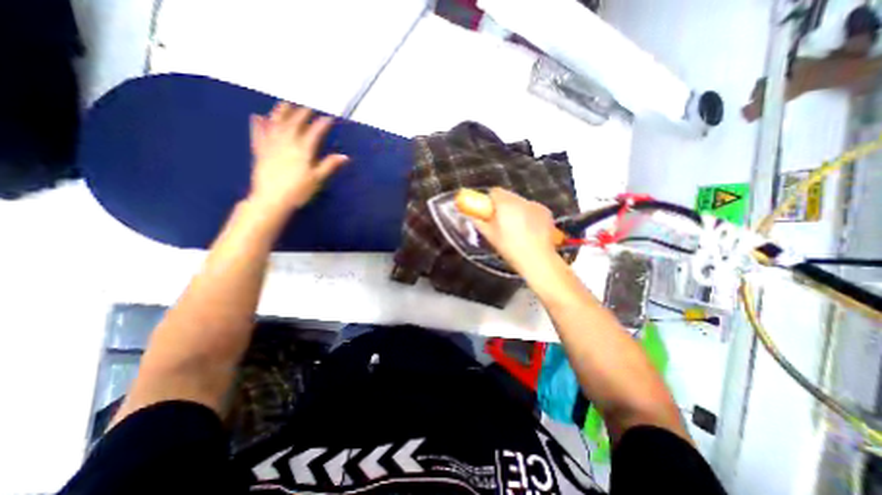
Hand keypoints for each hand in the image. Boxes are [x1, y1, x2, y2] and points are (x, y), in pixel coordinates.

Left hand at [246, 103, 348, 211]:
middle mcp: (286, 143)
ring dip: (281, 112)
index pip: (314, 132)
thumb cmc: (298, 191)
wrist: (271, 200)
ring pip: (276, 124)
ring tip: (286, 103)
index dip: (322, 124)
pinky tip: (257, 116)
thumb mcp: (317, 179)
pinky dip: (258, 125)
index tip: (329, 118)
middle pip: (295, 124)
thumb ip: (329, 165)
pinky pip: (258, 134)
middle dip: (303, 113)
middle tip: (309, 107)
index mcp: (303, 150)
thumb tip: (345, 156)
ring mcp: (271, 145)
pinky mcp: (260, 151)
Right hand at [476, 188, 557, 273]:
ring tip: (516, 229)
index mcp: (505, 203)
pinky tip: (529, 230)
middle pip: (508, 196)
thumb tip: (473, 216)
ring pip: (521, 203)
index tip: (488, 212)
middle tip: (500, 223)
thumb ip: (479, 222)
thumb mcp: (490, 236)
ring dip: (516, 210)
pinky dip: (529, 215)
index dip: (489, 201)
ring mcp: (535, 205)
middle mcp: (521, 200)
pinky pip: (532, 209)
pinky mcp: (546, 212)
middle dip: (503, 206)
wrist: (537, 259)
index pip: (494, 192)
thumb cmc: (510, 248)